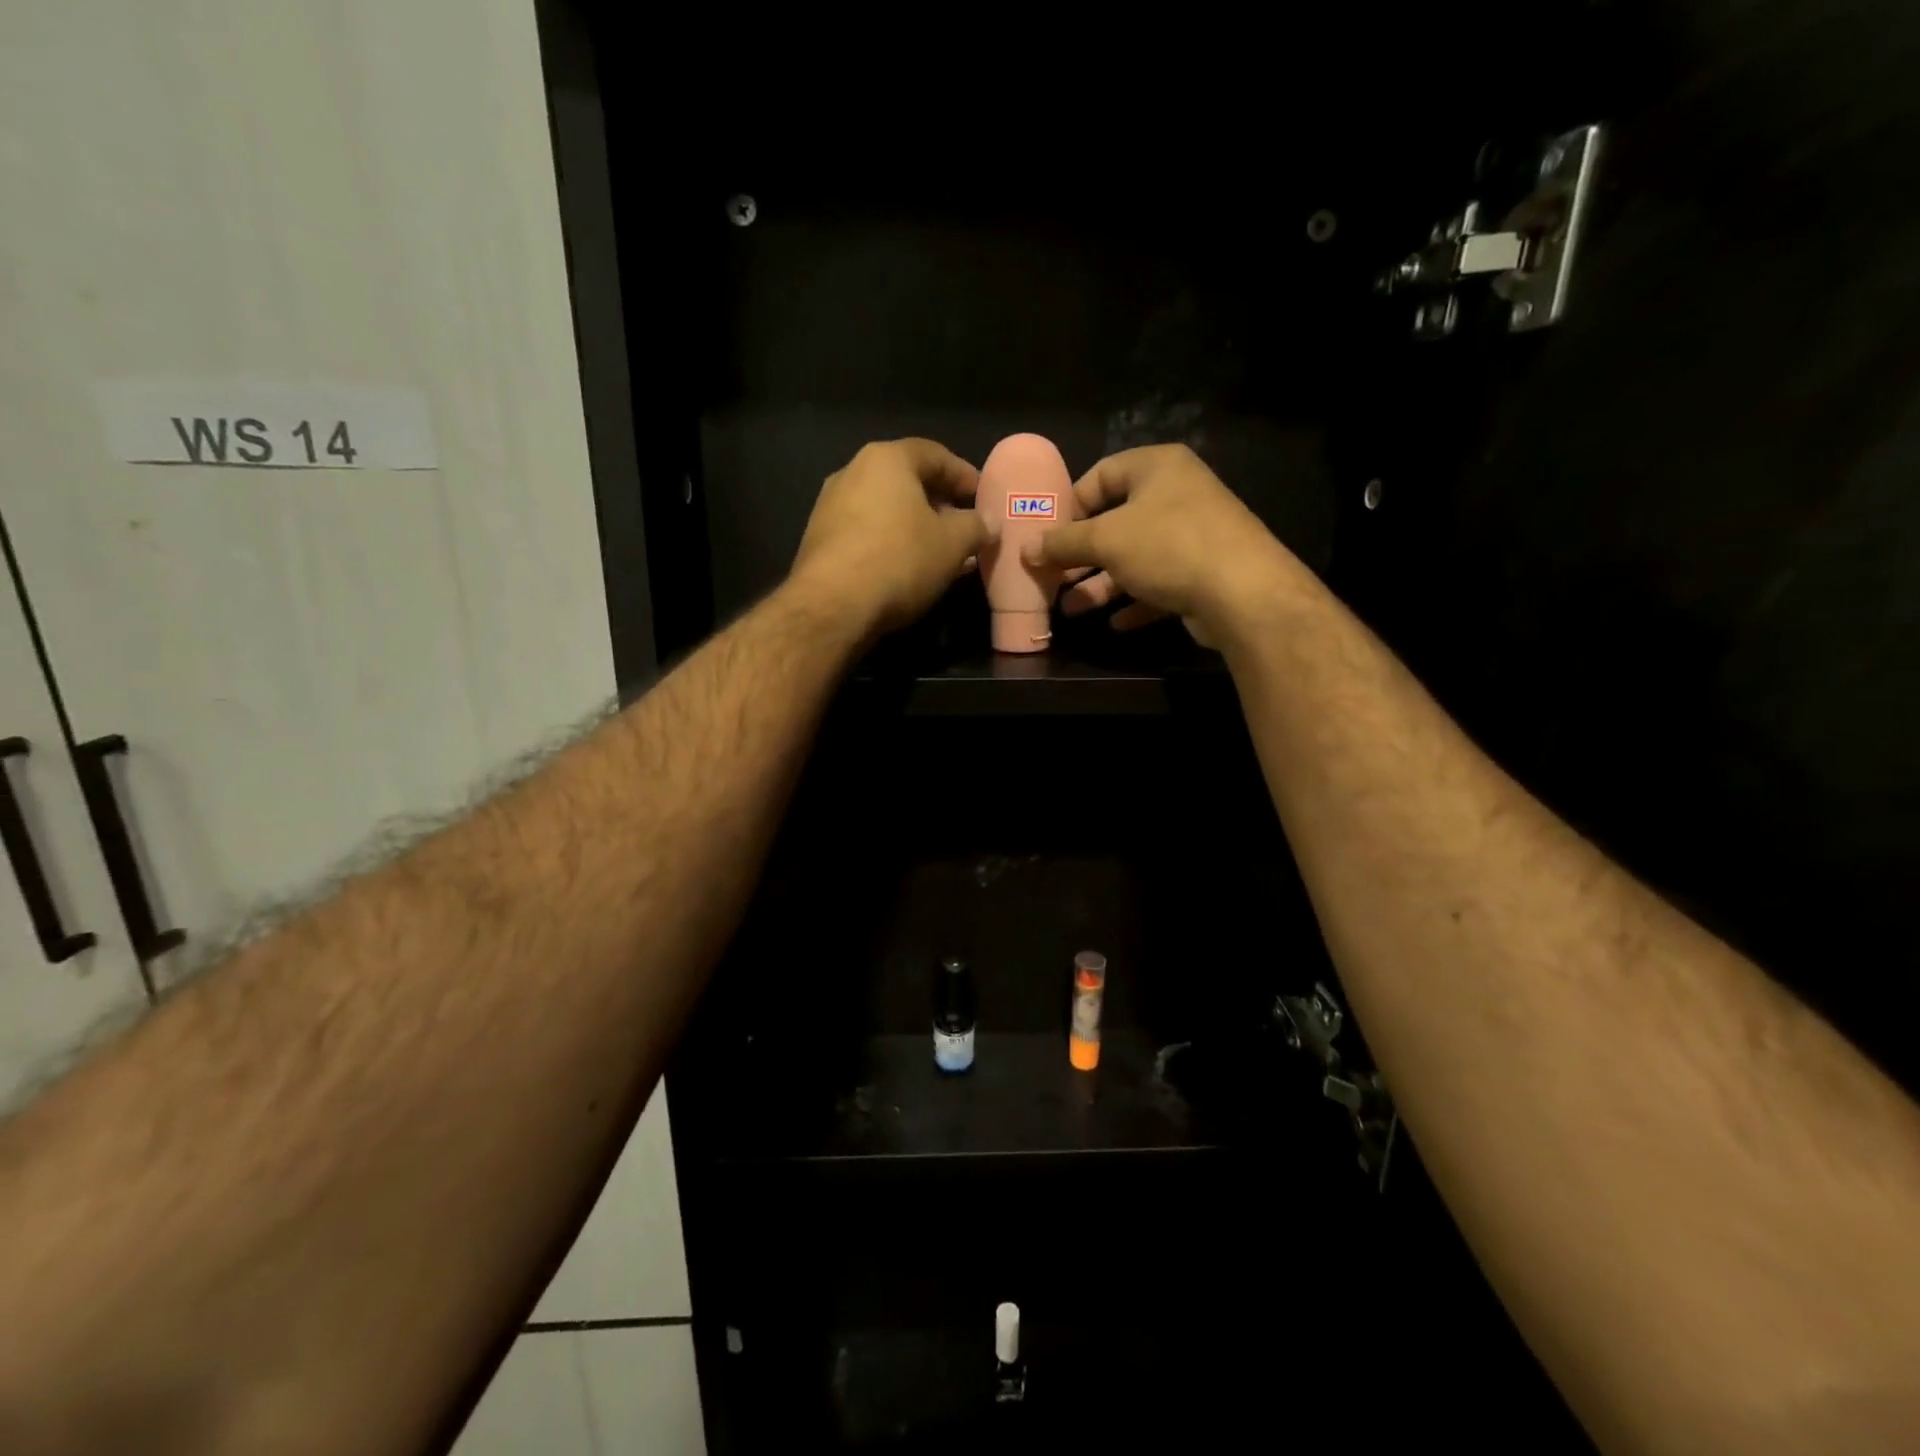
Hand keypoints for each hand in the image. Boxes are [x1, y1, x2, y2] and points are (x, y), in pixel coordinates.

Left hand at [789, 439, 990, 636]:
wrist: (832, 605)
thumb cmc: (900, 560)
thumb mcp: (953, 544)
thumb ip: (976, 526)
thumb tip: (988, 521)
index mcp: (887, 459)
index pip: (935, 454)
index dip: (964, 475)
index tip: (982, 497)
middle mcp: (853, 472)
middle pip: (906, 481)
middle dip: (939, 504)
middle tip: (963, 527)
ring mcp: (830, 506)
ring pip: (886, 509)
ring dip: (916, 527)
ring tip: (940, 553)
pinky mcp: (819, 540)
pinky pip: (866, 532)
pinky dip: (891, 543)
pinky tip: (907, 568)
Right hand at [1022, 444, 1296, 647]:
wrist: (1243, 593)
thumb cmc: (1168, 547)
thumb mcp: (1105, 540)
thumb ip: (1063, 543)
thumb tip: (1028, 549)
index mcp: (1157, 468)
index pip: (1101, 475)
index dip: (1070, 505)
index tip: (1046, 536)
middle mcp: (1178, 494)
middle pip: (1116, 520)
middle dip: (1081, 554)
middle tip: (1053, 576)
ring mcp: (1194, 535)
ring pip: (1136, 557)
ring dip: (1102, 583)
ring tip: (1071, 608)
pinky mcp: (1204, 573)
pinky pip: (1159, 583)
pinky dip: (1135, 600)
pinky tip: (1115, 623)